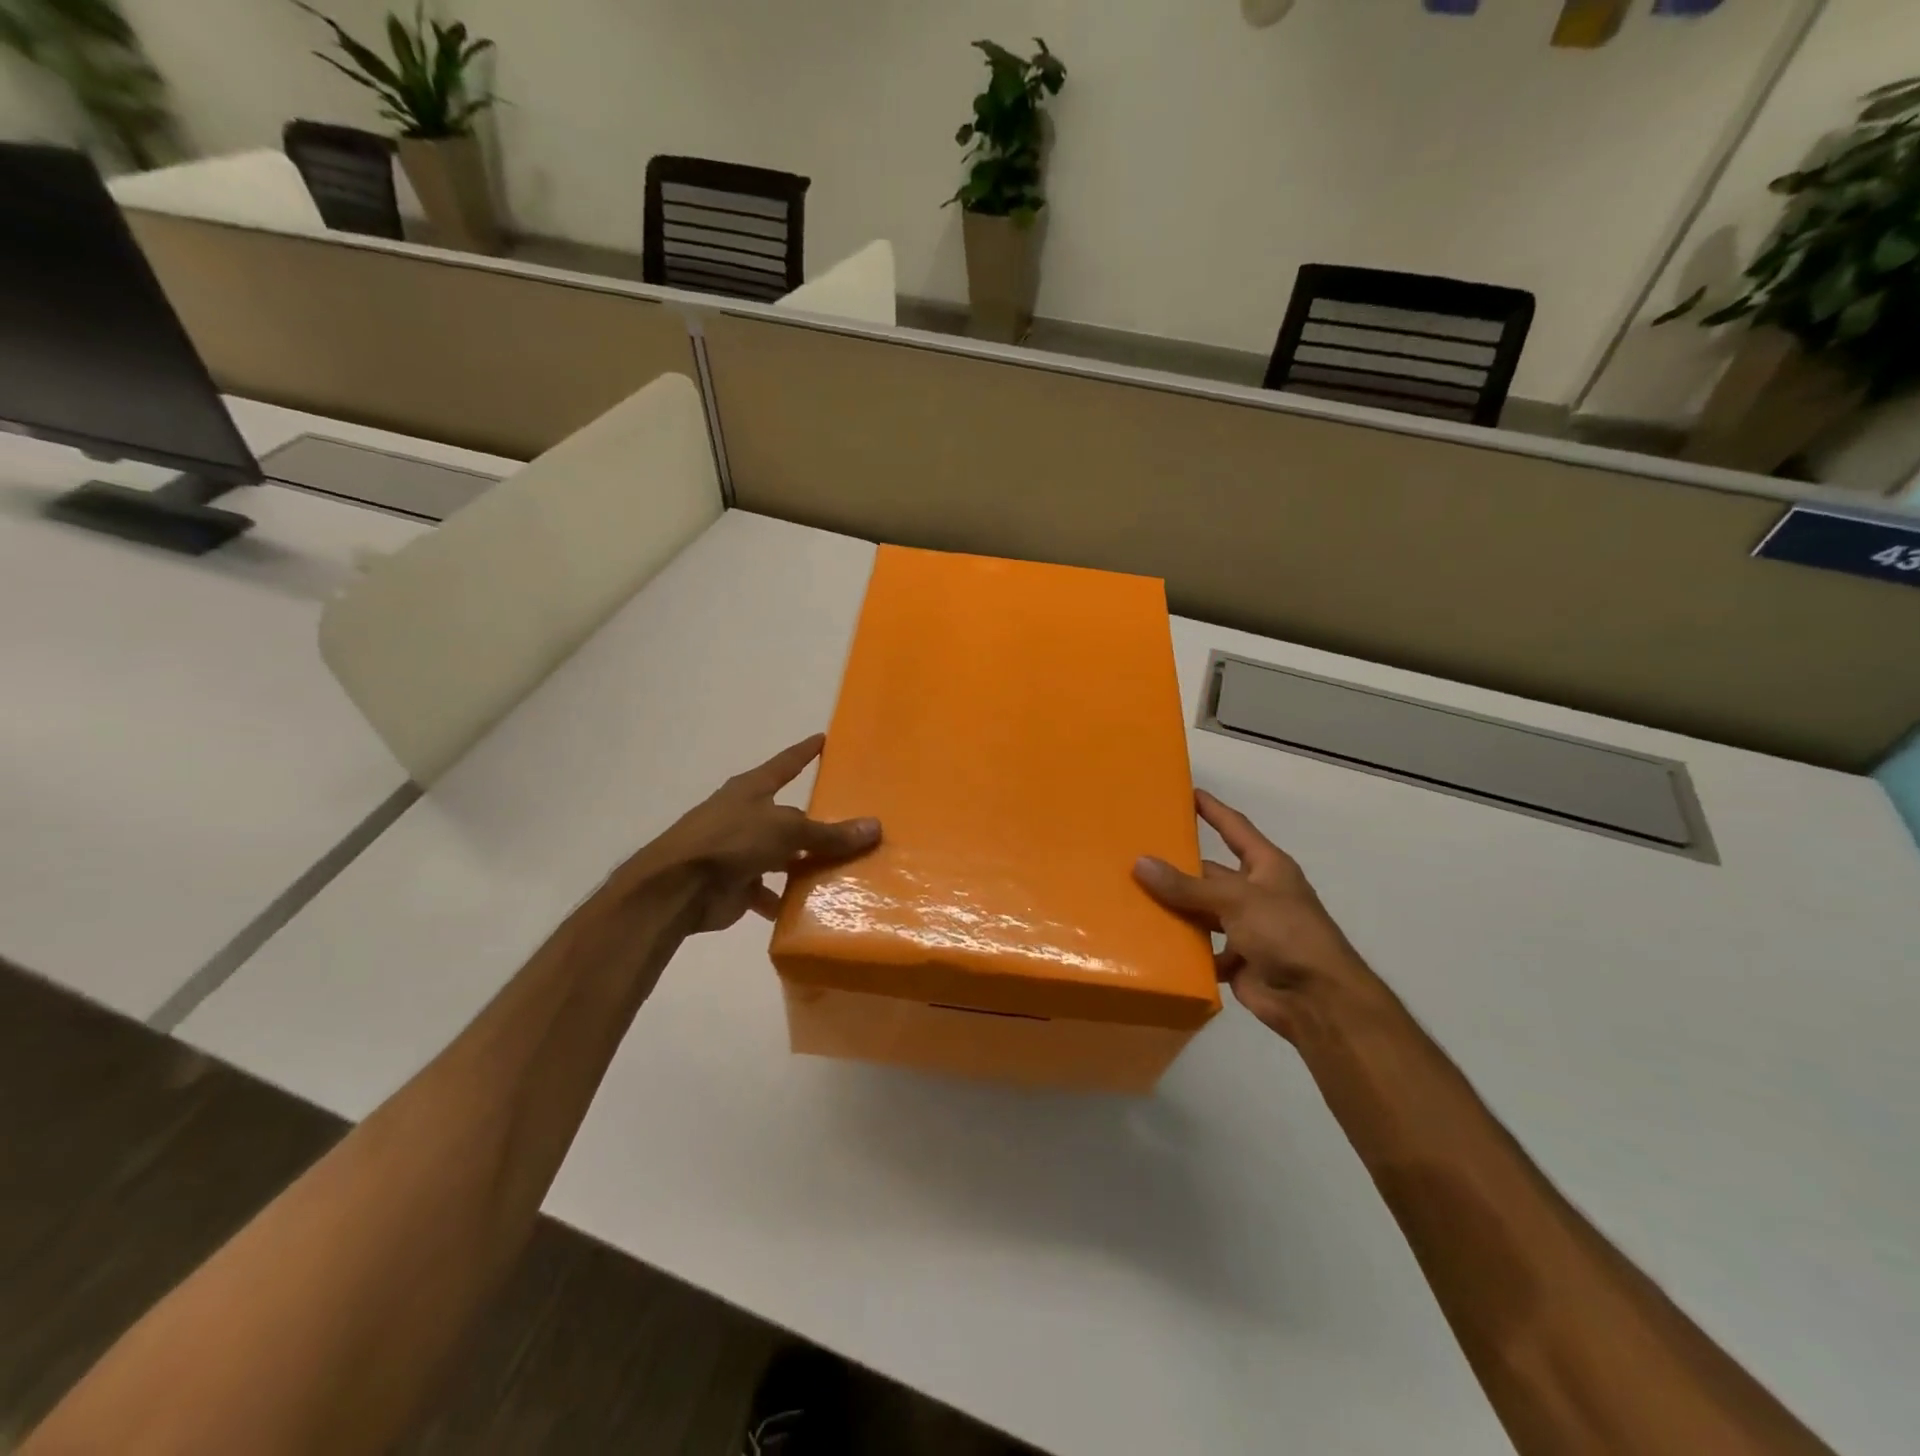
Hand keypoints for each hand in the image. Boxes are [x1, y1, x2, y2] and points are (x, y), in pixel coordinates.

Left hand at [618, 734, 880, 933]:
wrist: (677, 887)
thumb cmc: (732, 841)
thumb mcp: (787, 830)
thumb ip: (829, 833)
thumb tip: (875, 827)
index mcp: (752, 790)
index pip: (786, 763)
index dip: (805, 752)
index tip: (823, 739)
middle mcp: (745, 816)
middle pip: (789, 816)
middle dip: (816, 824)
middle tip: (854, 827)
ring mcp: (739, 851)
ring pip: (782, 855)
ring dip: (804, 865)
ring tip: (842, 872)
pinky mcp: (735, 884)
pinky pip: (770, 891)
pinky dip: (786, 899)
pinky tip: (811, 908)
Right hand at [1134, 790, 1387, 1042]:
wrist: (1318, 1001)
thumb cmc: (1286, 934)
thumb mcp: (1236, 900)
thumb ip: (1187, 886)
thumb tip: (1140, 863)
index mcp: (1267, 868)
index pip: (1235, 828)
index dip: (1213, 810)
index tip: (1187, 793)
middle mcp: (1256, 893)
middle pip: (1211, 873)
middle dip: (1179, 867)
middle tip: (1136, 854)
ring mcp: (1247, 928)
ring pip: (1202, 911)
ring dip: (1176, 908)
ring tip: (1132, 895)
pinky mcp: (1237, 960)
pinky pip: (1201, 947)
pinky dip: (1181, 946)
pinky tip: (1150, 940)